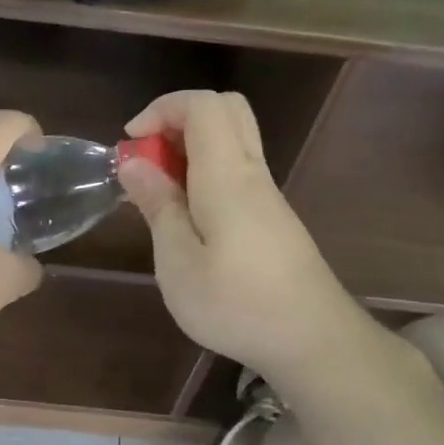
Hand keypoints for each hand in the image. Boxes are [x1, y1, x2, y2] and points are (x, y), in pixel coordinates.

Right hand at [119, 90, 363, 386]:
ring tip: (160, 191)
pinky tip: (188, 217)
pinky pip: (238, 170)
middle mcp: (251, 173)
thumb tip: (135, 163)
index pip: (202, 104)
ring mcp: (267, 195)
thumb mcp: (178, 263)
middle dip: (178, 120)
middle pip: (225, 109)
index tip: (130, 143)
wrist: (313, 340)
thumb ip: (158, 206)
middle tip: (149, 158)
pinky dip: (206, 172)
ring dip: (191, 148)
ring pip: (233, 139)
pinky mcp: (273, 217)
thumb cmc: (237, 304)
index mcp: (226, 176)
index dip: (162, 108)